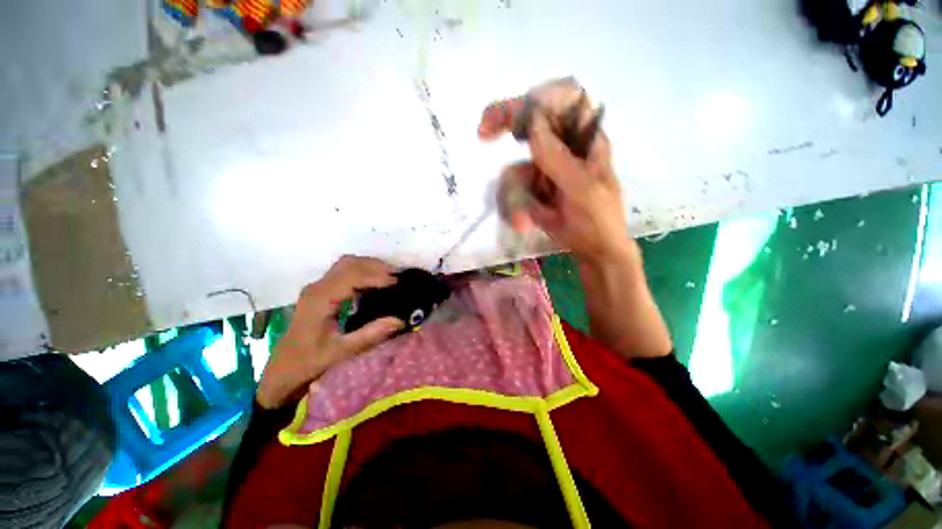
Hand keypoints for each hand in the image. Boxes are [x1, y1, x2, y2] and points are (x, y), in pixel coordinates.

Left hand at [256, 256, 404, 408]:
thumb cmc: (309, 362)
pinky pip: (344, 272)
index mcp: (319, 300)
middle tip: (398, 276)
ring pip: (346, 264)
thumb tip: (400, 320)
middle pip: (349, 264)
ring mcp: (317, 287)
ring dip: (369, 266)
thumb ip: (370, 335)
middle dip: (376, 266)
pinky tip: (375, 281)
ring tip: (390, 275)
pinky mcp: (320, 291)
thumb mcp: (341, 352)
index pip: (351, 277)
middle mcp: (317, 287)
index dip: (376, 277)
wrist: (282, 370)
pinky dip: (362, 271)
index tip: (397, 283)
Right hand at [478, 79, 632, 265]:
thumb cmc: (599, 219)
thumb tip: (533, 124)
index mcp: (585, 140)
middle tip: (484, 130)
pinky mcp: (531, 188)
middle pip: (532, 121)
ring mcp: (544, 168)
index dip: (543, 96)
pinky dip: (512, 207)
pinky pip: (511, 190)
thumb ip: (559, 159)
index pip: (568, 99)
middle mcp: (562, 147)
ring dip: (513, 195)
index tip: (522, 110)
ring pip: (515, 167)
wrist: (592, 249)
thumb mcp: (584, 189)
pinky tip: (522, 223)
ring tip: (522, 220)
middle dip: (506, 122)